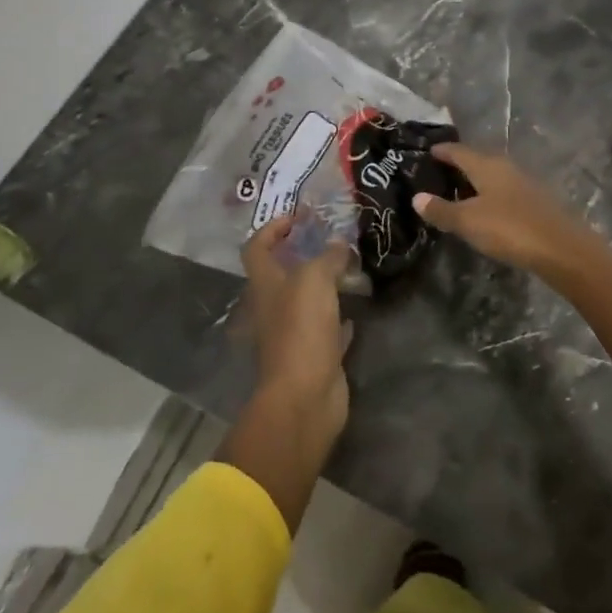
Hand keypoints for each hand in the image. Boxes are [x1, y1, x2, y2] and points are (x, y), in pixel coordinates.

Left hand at [239, 216, 353, 443]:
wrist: (304, 396)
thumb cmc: (301, 329)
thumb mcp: (314, 280)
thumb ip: (327, 257)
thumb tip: (339, 244)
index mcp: (265, 285)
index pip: (256, 247)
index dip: (272, 228)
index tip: (299, 217)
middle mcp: (274, 307)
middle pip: (282, 274)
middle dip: (304, 254)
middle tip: (333, 240)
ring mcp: (293, 333)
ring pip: (306, 301)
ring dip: (323, 285)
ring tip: (349, 268)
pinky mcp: (314, 355)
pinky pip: (326, 329)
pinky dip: (338, 318)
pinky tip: (355, 309)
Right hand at [411, 144, 594, 276]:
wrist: (562, 249)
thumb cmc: (509, 228)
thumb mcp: (468, 222)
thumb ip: (442, 210)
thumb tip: (417, 197)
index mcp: (487, 165)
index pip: (459, 151)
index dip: (442, 151)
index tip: (428, 151)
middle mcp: (506, 167)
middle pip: (478, 160)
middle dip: (459, 164)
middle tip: (439, 172)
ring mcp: (524, 183)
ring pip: (493, 175)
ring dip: (476, 181)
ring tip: (458, 191)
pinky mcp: (536, 201)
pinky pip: (505, 190)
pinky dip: (490, 195)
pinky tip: (486, 208)